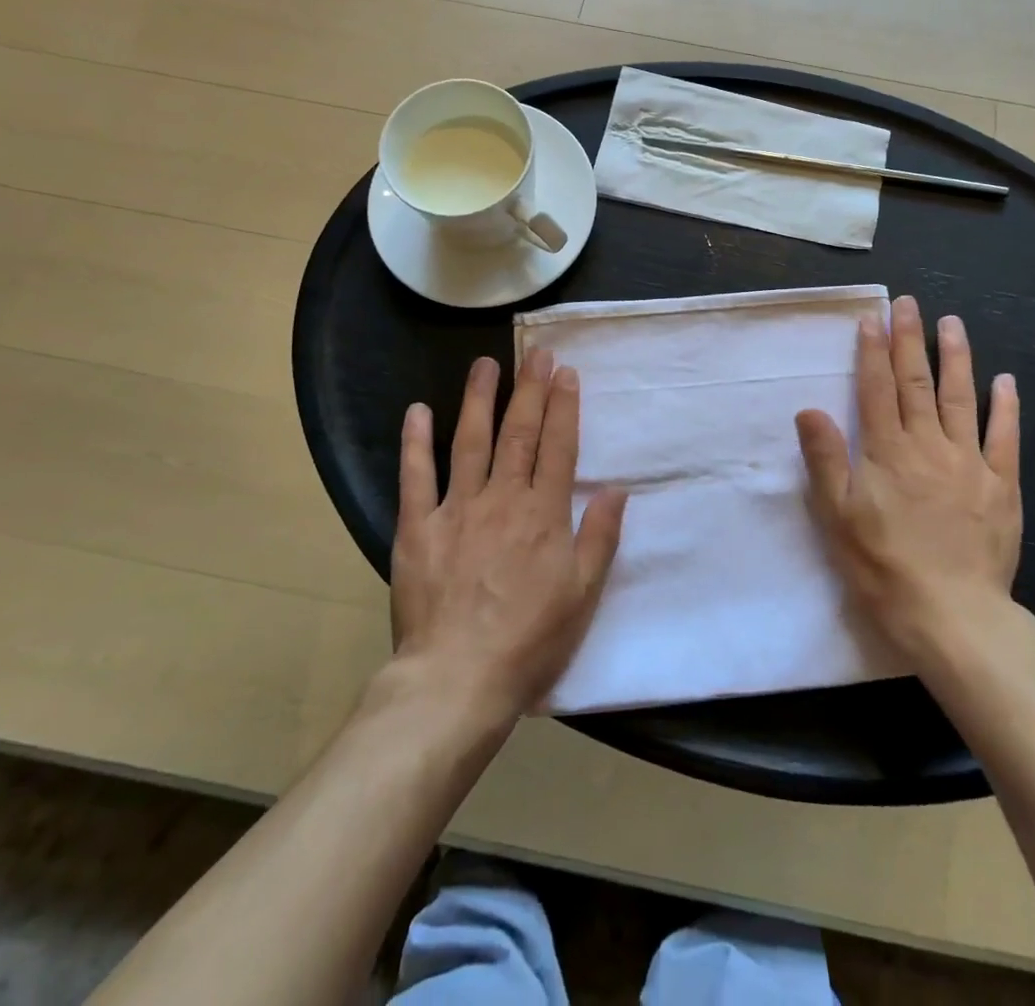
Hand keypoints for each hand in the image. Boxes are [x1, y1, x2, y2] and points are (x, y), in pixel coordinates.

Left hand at [393, 349, 627, 718]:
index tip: (566, 373)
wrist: (457, 680)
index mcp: (545, 514)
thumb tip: (618, 490)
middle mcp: (503, 499)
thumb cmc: (530, 641)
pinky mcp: (417, 528)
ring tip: (486, 364)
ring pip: (470, 441)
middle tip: (536, 354)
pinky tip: (417, 411)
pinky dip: (416, 442)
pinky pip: (416, 477)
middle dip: (530, 389)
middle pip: (520, 433)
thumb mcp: (583, 595)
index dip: (564, 407)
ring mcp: (457, 509)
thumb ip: (600, 538)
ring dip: (480, 399)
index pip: (559, 447)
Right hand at [795, 295, 1023, 676]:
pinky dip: (1005, 407)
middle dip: (909, 340)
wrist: (951, 615)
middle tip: (908, 303)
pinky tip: (1004, 381)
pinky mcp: (1001, 485)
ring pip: (960, 398)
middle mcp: (927, 445)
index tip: (872, 318)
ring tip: (953, 323)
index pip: (876, 389)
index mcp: (886, 452)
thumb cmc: (884, 566)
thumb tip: (808, 409)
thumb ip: (825, 459)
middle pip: (916, 382)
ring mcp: (968, 462)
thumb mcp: (837, 517)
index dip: (871, 351)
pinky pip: (1004, 438)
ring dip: (955, 358)